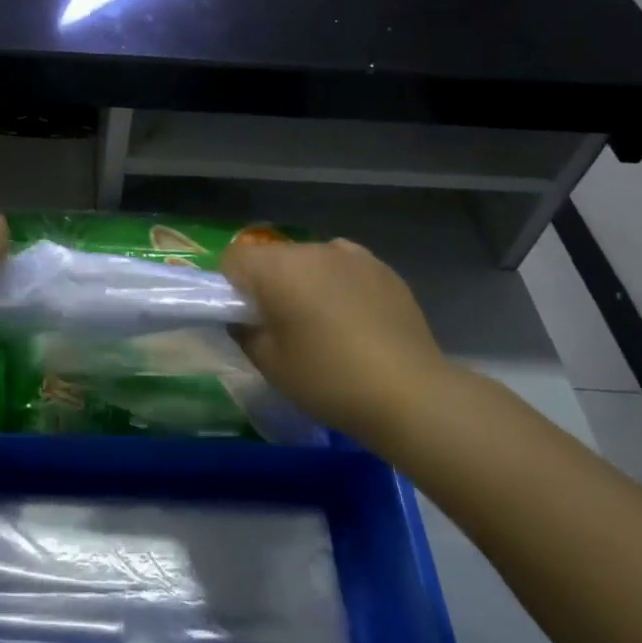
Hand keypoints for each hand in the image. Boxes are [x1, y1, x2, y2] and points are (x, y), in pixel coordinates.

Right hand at [221, 237, 448, 445]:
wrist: (410, 393)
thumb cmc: (328, 379)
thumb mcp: (270, 364)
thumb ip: (244, 331)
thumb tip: (244, 317)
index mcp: (277, 267)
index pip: (234, 258)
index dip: (231, 286)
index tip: (246, 318)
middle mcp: (312, 249)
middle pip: (273, 257)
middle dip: (270, 283)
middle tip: (283, 326)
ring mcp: (352, 255)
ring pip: (310, 260)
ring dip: (306, 281)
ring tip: (324, 323)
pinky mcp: (383, 268)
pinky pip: (345, 267)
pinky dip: (339, 283)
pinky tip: (354, 318)